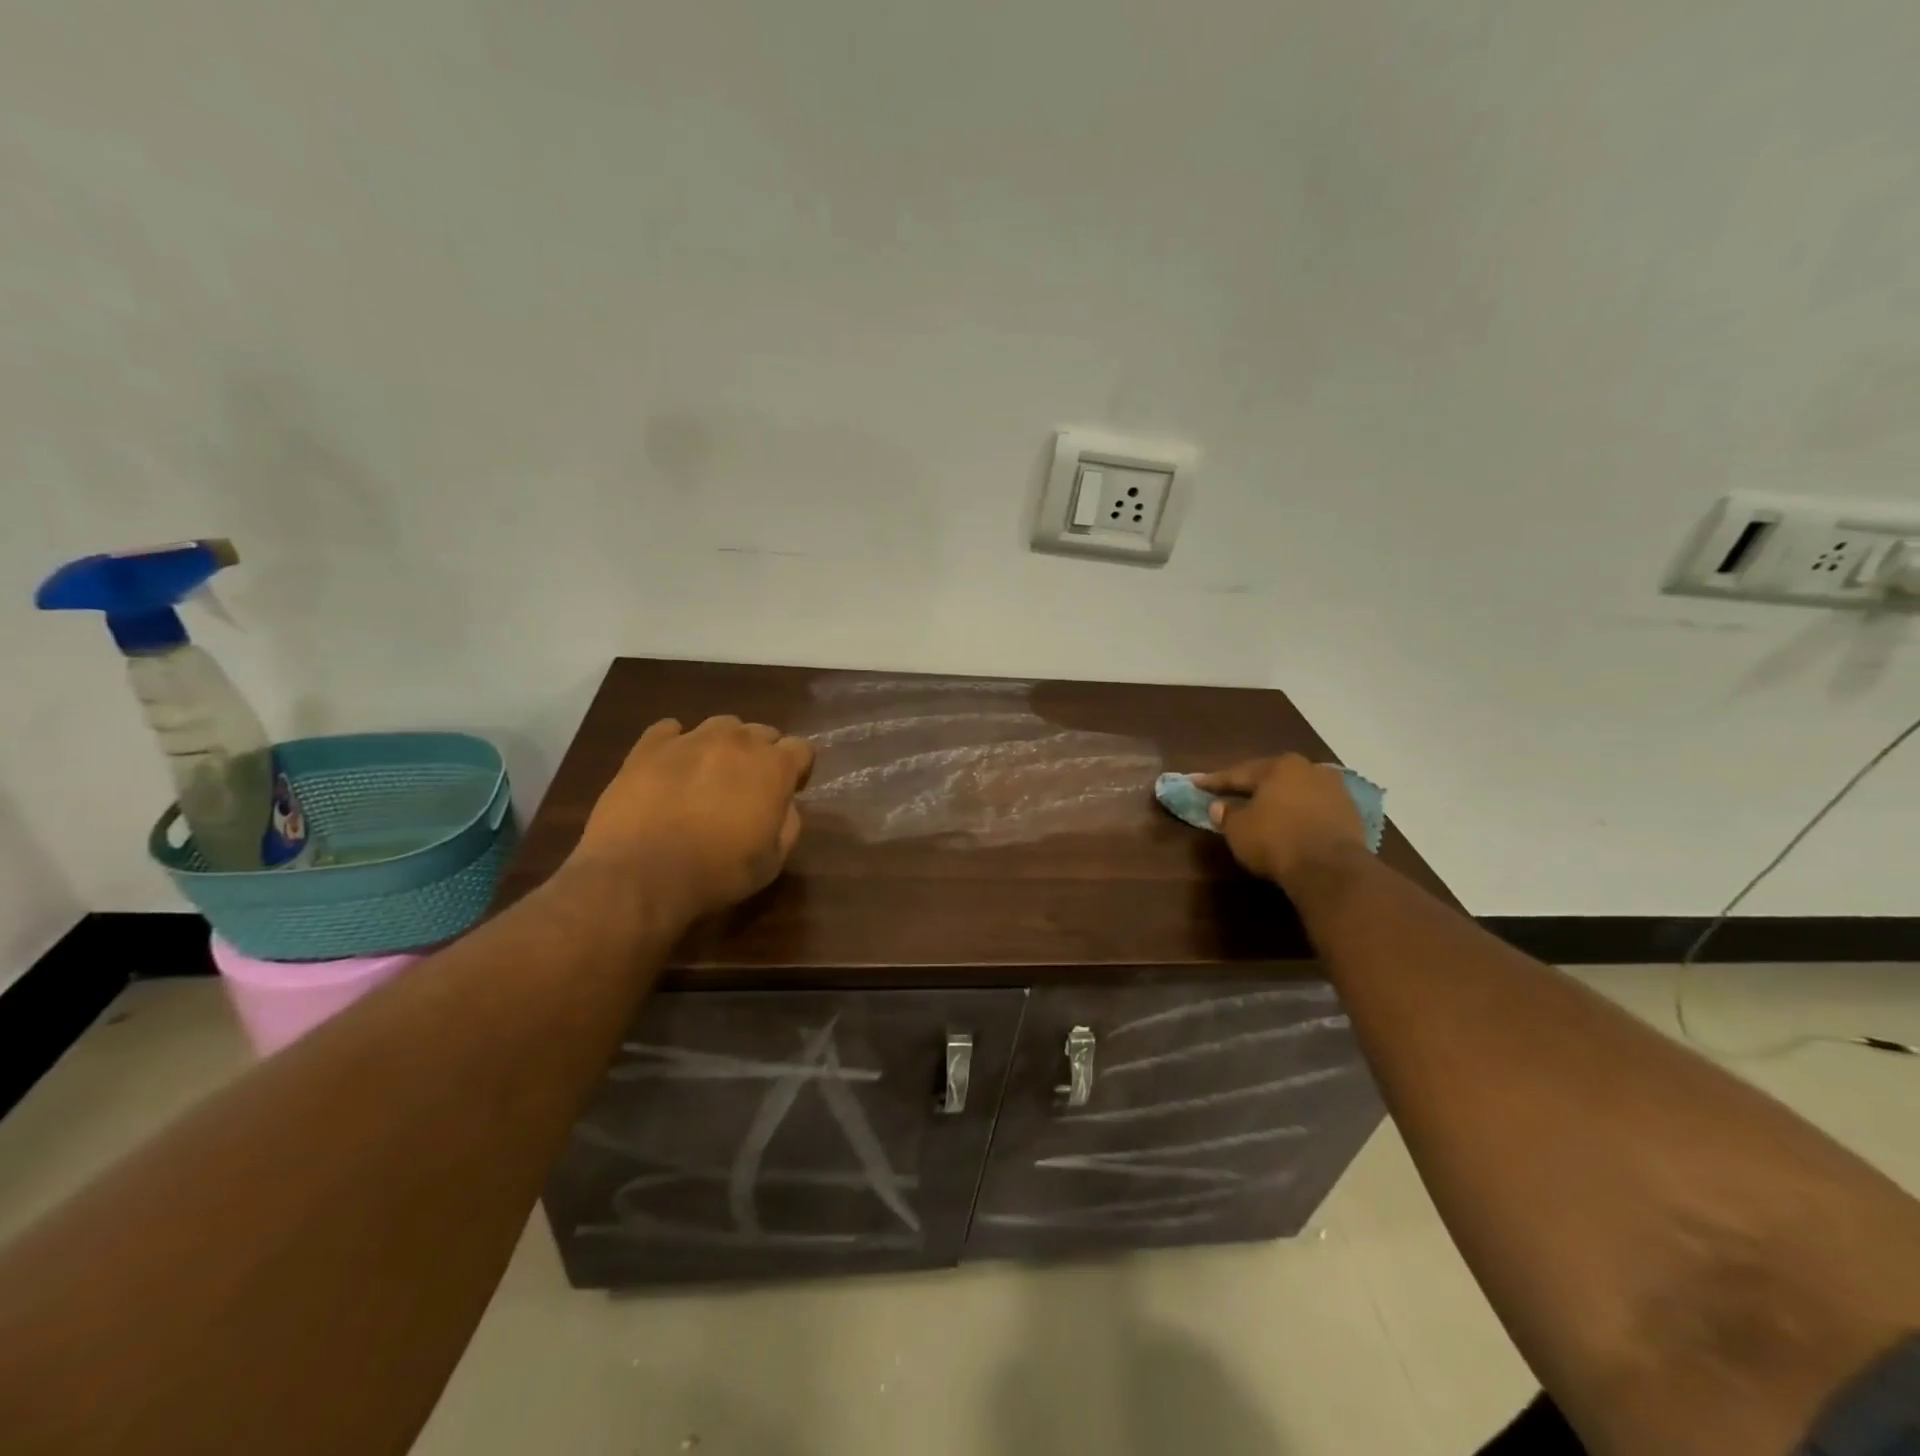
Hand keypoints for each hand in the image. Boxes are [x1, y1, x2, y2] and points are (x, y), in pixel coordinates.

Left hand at [568, 715, 814, 919]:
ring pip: (721, 725)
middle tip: (749, 786)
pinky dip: (677, 743)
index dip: (799, 770)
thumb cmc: (717, 872)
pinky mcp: (649, 746)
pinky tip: (671, 766)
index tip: (789, 791)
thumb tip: (784, 805)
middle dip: (763, 754)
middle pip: (762, 732)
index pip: (802, 749)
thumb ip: (788, 823)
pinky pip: (670, 730)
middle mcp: (738, 741)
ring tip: (710, 773)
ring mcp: (691, 738)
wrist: (640, 874)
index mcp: (774, 767)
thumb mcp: (773, 861)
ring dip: (724, 745)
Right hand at [1192, 754, 1366, 889]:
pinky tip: (1289, 824)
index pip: (1239, 773)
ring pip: (1296, 792)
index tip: (1196, 782)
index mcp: (1279, 766)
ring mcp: (1335, 791)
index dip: (1214, 781)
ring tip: (1262, 810)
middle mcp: (1310, 769)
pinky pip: (1315, 809)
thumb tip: (1219, 806)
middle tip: (1231, 793)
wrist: (1330, 869)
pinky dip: (1299, 815)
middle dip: (1251, 787)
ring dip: (1279, 800)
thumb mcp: (1238, 829)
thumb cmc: (1275, 840)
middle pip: (1272, 778)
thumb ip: (1226, 814)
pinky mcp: (1351, 814)